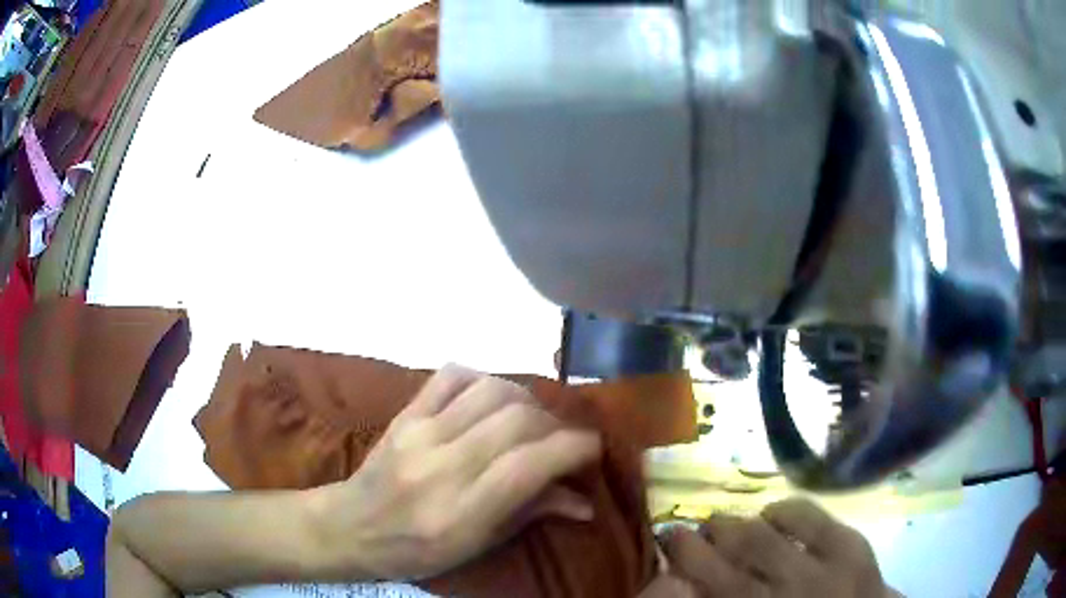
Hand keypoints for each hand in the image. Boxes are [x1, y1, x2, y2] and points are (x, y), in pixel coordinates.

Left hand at [307, 365, 602, 580]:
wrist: (352, 526)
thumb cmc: (419, 550)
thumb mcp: (478, 545)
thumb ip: (533, 514)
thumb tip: (586, 502)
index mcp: (464, 509)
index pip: (532, 462)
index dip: (575, 448)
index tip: (592, 450)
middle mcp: (444, 464)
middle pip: (519, 419)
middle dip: (555, 425)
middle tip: (560, 442)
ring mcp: (421, 432)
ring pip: (492, 390)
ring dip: (525, 400)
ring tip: (529, 422)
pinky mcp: (406, 413)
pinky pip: (453, 375)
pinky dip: (484, 380)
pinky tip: (489, 401)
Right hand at [642, 499, 887, 596]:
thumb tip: (690, 585)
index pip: (705, 587)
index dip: (681, 564)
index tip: (664, 549)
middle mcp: (780, 594)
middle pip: (724, 562)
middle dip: (697, 543)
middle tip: (685, 533)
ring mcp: (819, 570)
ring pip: (760, 538)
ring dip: (733, 525)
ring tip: (721, 520)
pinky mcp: (851, 547)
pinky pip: (810, 517)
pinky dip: (785, 511)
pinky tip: (773, 513)